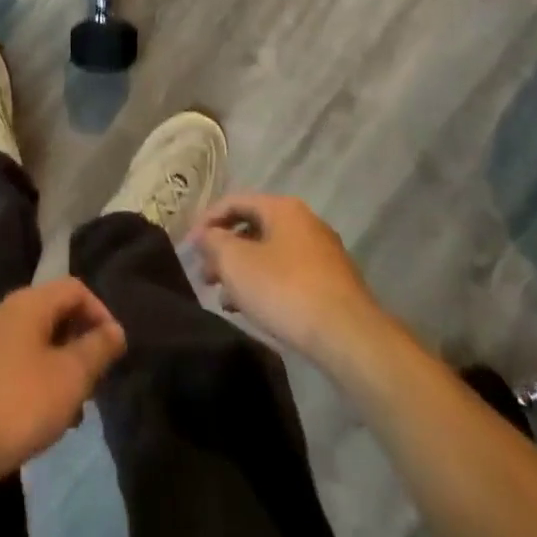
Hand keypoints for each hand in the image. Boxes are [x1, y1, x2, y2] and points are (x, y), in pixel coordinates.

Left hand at [0, 278, 126, 495]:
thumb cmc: (13, 405)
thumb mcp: (68, 379)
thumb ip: (96, 350)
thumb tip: (115, 329)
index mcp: (27, 303)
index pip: (74, 288)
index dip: (100, 313)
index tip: (114, 352)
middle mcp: (1, 310)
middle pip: (51, 313)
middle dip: (77, 344)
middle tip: (92, 386)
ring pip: (30, 341)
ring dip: (55, 367)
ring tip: (66, 412)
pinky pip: (8, 362)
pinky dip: (29, 380)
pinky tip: (31, 419)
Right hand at [189, 193, 383, 365]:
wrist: (348, 335)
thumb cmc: (285, 289)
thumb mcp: (236, 262)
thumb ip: (214, 242)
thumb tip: (206, 234)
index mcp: (283, 208)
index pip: (235, 201)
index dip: (207, 221)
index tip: (188, 246)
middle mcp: (304, 222)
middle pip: (253, 228)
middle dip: (224, 250)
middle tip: (205, 276)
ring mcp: (322, 253)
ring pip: (269, 253)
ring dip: (242, 271)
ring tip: (223, 298)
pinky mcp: (331, 283)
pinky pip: (287, 274)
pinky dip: (265, 285)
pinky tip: (252, 309)